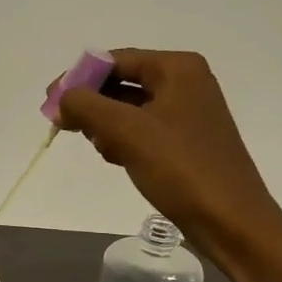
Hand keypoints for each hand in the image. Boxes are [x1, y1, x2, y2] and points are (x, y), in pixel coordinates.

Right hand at [51, 48, 280, 250]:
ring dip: (105, 123)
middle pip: (122, 81)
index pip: (115, 60)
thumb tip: (61, 98)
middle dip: (92, 102)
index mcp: (177, 68)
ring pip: (130, 107)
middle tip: (64, 125)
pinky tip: (114, 157)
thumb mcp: (126, 131)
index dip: (78, 77)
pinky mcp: (187, 141)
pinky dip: (123, 139)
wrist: (231, 221)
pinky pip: (143, 128)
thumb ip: (86, 105)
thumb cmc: (180, 168)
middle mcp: (186, 82)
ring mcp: (189, 112)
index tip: (49, 102)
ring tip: (97, 146)